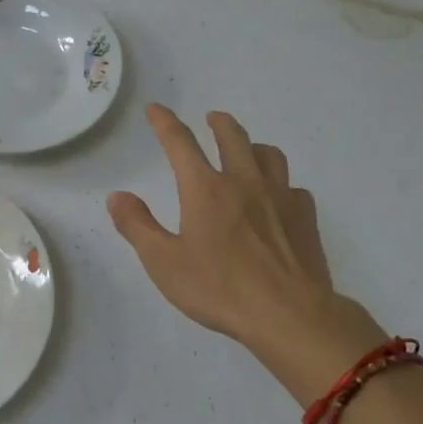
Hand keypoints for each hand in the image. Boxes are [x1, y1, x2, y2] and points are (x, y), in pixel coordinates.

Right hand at [108, 105, 385, 403]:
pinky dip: (282, 185)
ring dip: (253, 145)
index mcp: (206, 189)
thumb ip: (138, 226)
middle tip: (212, 118)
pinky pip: (294, 188)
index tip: (155, 109)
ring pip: (269, 154)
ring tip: (248, 150)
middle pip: (232, 137)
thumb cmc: (220, 288)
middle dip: (219, 123)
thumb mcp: (164, 263)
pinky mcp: (305, 217)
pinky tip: (279, 199)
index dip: (165, 122)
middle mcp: (244, 182)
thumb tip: (117, 196)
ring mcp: (280, 197)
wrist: (289, 314)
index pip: (180, 142)